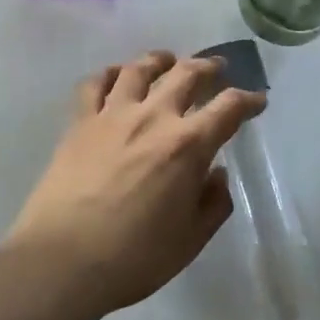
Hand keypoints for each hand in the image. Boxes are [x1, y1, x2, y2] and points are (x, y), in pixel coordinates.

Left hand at [7, 51, 265, 314]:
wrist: (62, 259)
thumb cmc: (133, 257)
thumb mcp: (189, 241)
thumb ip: (212, 204)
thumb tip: (217, 174)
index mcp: (187, 146)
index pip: (228, 108)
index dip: (248, 100)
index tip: (257, 100)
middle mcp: (154, 117)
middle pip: (186, 74)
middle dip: (208, 66)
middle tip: (216, 68)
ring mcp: (113, 114)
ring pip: (140, 68)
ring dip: (160, 59)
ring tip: (167, 60)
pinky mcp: (80, 121)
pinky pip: (95, 83)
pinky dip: (109, 73)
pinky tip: (116, 76)